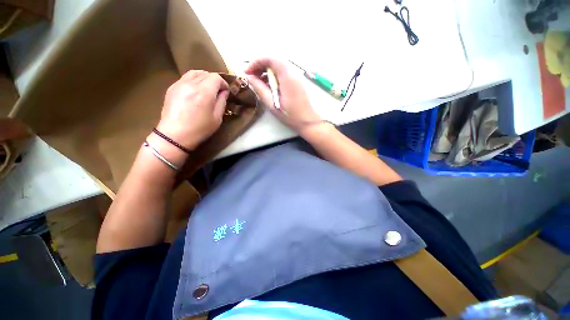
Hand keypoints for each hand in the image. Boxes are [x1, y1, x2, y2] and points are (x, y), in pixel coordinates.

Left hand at [156, 70, 229, 149]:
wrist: (175, 135)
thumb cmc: (200, 129)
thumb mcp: (217, 118)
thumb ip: (222, 102)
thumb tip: (224, 92)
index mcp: (204, 92)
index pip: (216, 78)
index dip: (223, 83)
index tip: (226, 91)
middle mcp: (191, 84)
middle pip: (205, 73)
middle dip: (214, 80)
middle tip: (218, 91)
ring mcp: (179, 84)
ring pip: (194, 73)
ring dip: (204, 78)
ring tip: (207, 88)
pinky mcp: (172, 88)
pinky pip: (185, 78)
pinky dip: (194, 80)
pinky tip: (195, 90)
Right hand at [245, 58, 321, 131]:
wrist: (308, 122)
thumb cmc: (290, 116)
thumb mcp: (272, 104)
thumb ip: (260, 89)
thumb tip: (249, 77)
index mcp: (287, 76)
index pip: (270, 58)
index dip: (256, 62)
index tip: (246, 72)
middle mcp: (292, 72)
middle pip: (274, 60)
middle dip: (260, 65)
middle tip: (251, 76)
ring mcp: (295, 77)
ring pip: (278, 66)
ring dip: (266, 71)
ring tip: (257, 82)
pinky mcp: (296, 82)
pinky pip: (282, 73)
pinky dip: (273, 76)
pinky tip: (268, 86)